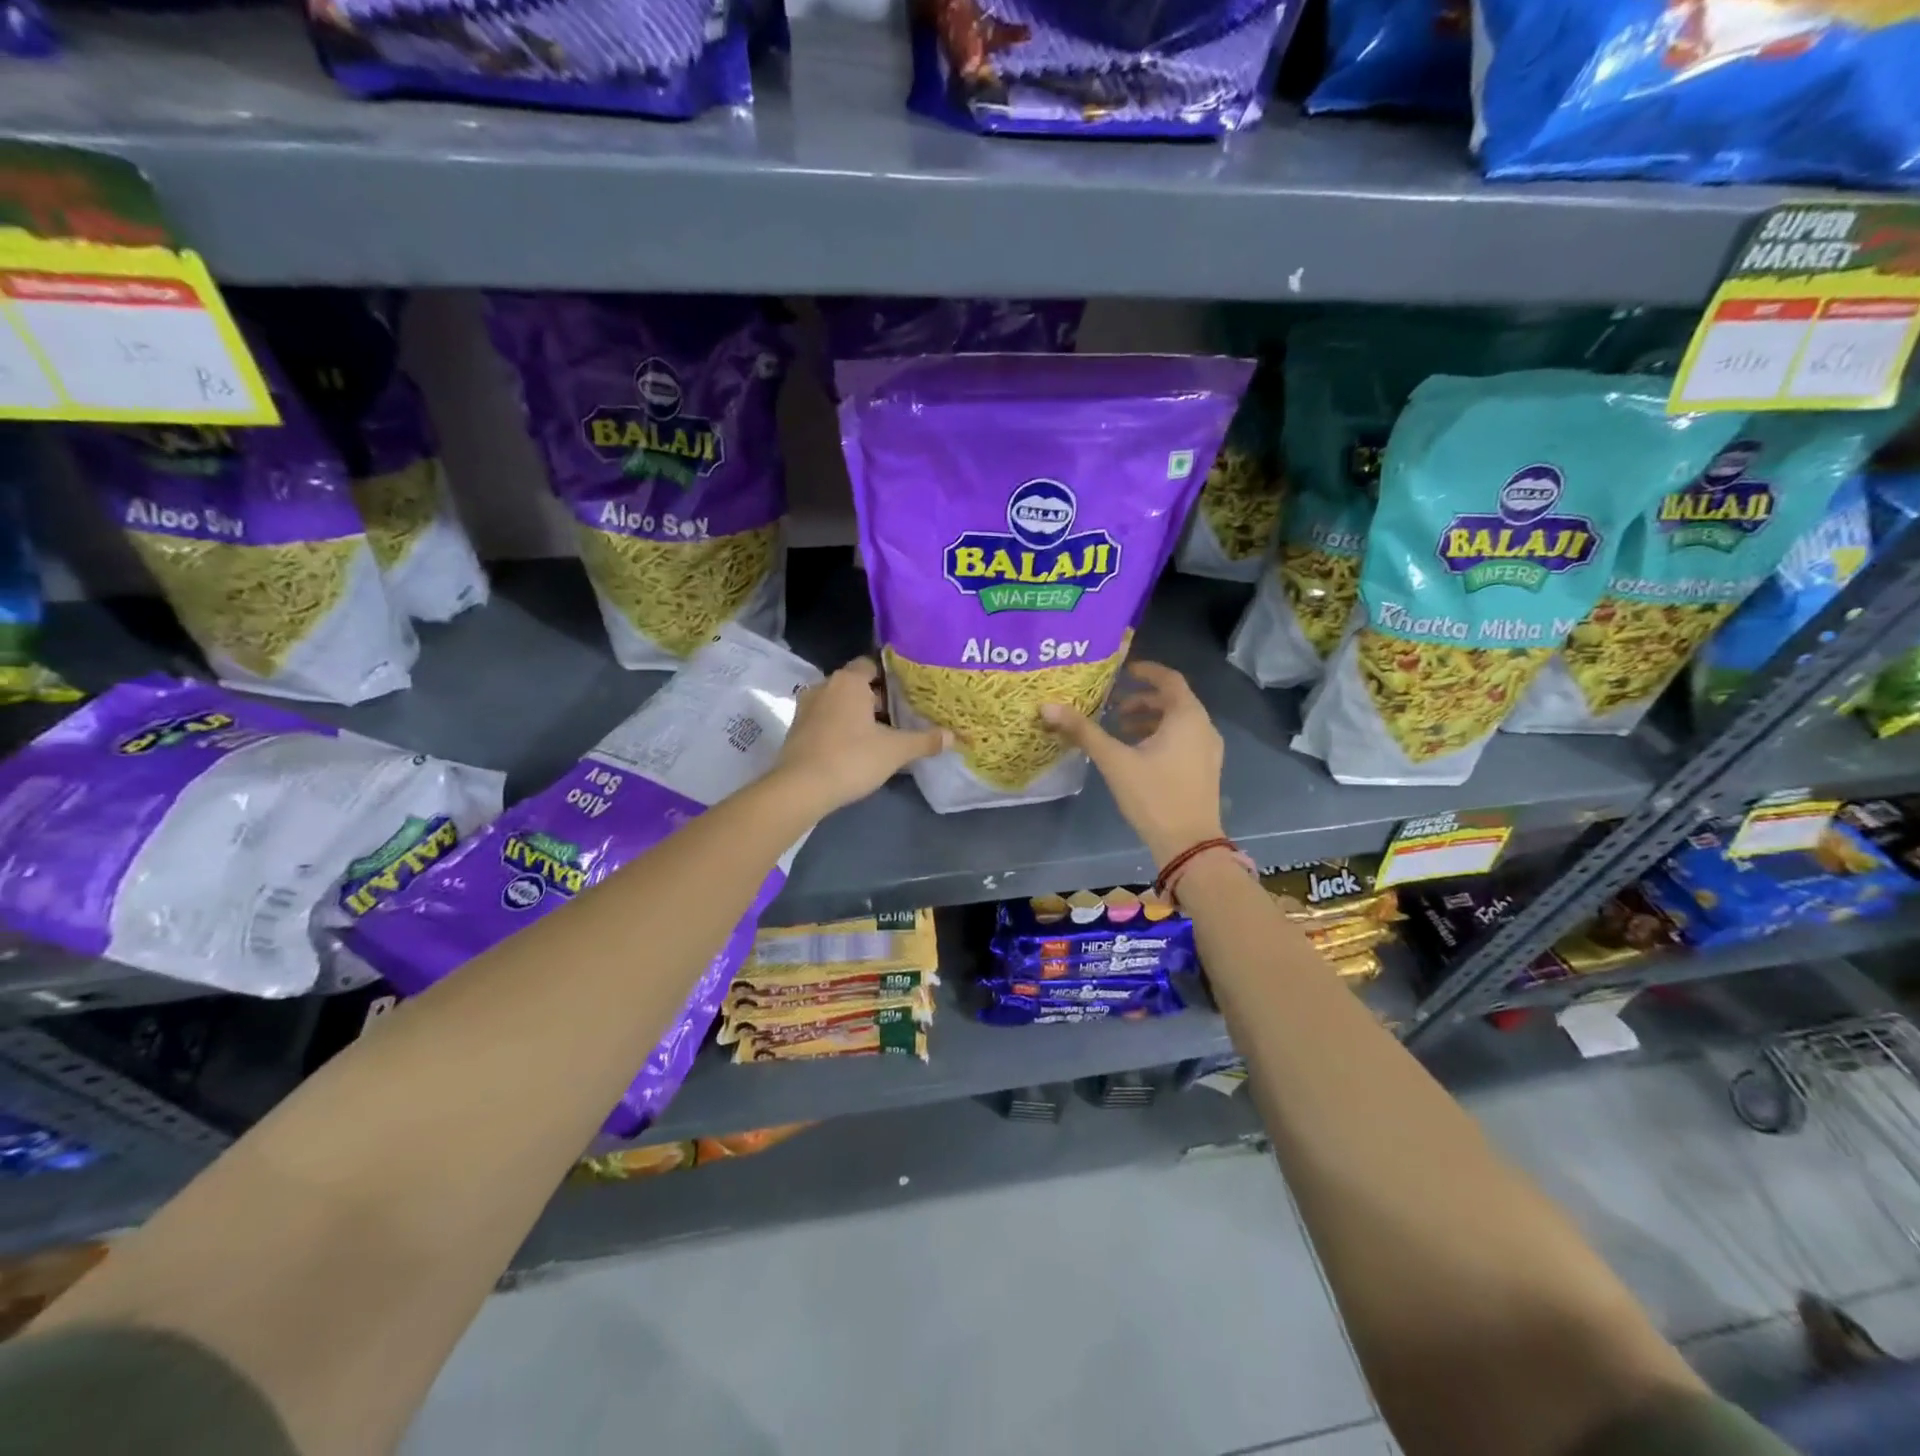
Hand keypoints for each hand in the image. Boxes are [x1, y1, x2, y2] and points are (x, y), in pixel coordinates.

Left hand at [774, 656, 948, 816]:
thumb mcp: (895, 751)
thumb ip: (924, 740)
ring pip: (839, 703)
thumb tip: (954, 737)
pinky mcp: (796, 729)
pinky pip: (825, 719)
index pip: (871, 664)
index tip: (908, 690)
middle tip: (900, 714)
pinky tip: (855, 746)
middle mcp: (825, 686)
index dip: (890, 675)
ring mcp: (806, 707)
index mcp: (848, 681)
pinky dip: (840, 727)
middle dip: (876, 697)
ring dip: (856, 714)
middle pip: (855, 684)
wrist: (800, 788)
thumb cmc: (851, 758)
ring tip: (881, 732)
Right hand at [1040, 661, 1224, 866]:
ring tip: (1119, 730)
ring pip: (1178, 721)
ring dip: (1149, 720)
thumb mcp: (1114, 761)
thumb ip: (1083, 731)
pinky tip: (1137, 754)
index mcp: (1187, 716)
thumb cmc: (1153, 795)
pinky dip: (1161, 736)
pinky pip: (1183, 739)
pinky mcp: (1206, 769)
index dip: (1145, 671)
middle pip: (1173, 700)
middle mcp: (1204, 726)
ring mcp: (1208, 749)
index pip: (1169, 679)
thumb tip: (1047, 707)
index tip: (1121, 671)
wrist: (1189, 844)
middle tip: (1111, 706)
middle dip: (1141, 699)